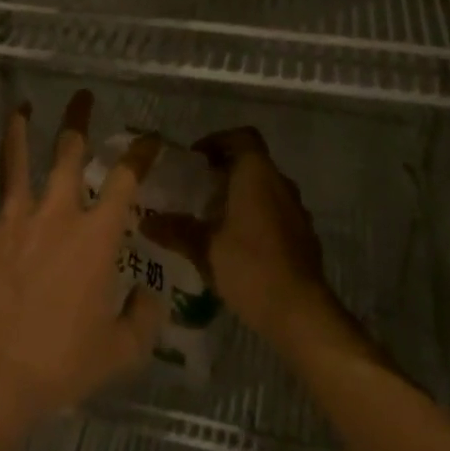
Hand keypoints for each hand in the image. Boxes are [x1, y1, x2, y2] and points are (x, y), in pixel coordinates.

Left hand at [0, 91, 165, 427]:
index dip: (140, 155)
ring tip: (21, 109)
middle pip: (68, 155)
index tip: (149, 138)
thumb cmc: (59, 362)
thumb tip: (151, 298)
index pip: (124, 182)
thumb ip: (143, 321)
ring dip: (19, 133)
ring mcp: (12, 222)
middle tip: (81, 96)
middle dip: (77, 122)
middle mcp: (56, 217)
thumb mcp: (119, 352)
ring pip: (15, 165)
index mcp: (95, 238)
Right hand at [142, 128, 340, 351]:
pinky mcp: (303, 237)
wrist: (300, 313)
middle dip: (224, 171)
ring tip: (211, 218)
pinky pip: (275, 214)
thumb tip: (146, 221)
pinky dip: (255, 218)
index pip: (242, 137)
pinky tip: (235, 244)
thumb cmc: (250, 267)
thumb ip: (175, 230)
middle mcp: (281, 185)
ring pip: (265, 190)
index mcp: (258, 176)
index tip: (195, 160)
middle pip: (253, 163)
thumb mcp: (204, 248)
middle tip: (195, 191)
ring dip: (240, 196)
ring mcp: (297, 212)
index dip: (217, 141)